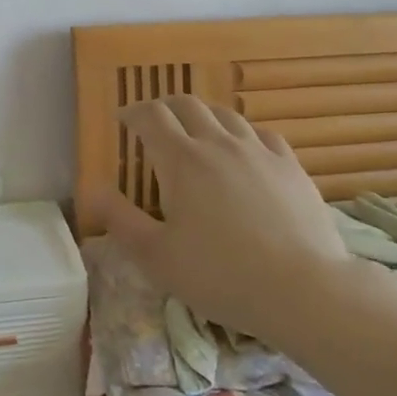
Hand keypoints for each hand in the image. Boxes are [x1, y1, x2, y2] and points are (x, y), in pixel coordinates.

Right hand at [94, 95, 347, 342]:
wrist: (303, 290)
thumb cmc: (220, 275)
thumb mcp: (157, 257)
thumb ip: (120, 220)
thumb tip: (93, 190)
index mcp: (181, 160)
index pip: (151, 116)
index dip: (133, 112)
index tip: (123, 120)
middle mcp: (218, 143)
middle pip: (187, 105)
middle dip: (165, 107)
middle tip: (155, 122)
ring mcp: (258, 151)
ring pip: (225, 115)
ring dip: (203, 116)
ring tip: (197, 133)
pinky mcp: (290, 166)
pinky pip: (261, 133)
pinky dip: (242, 133)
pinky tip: (244, 149)